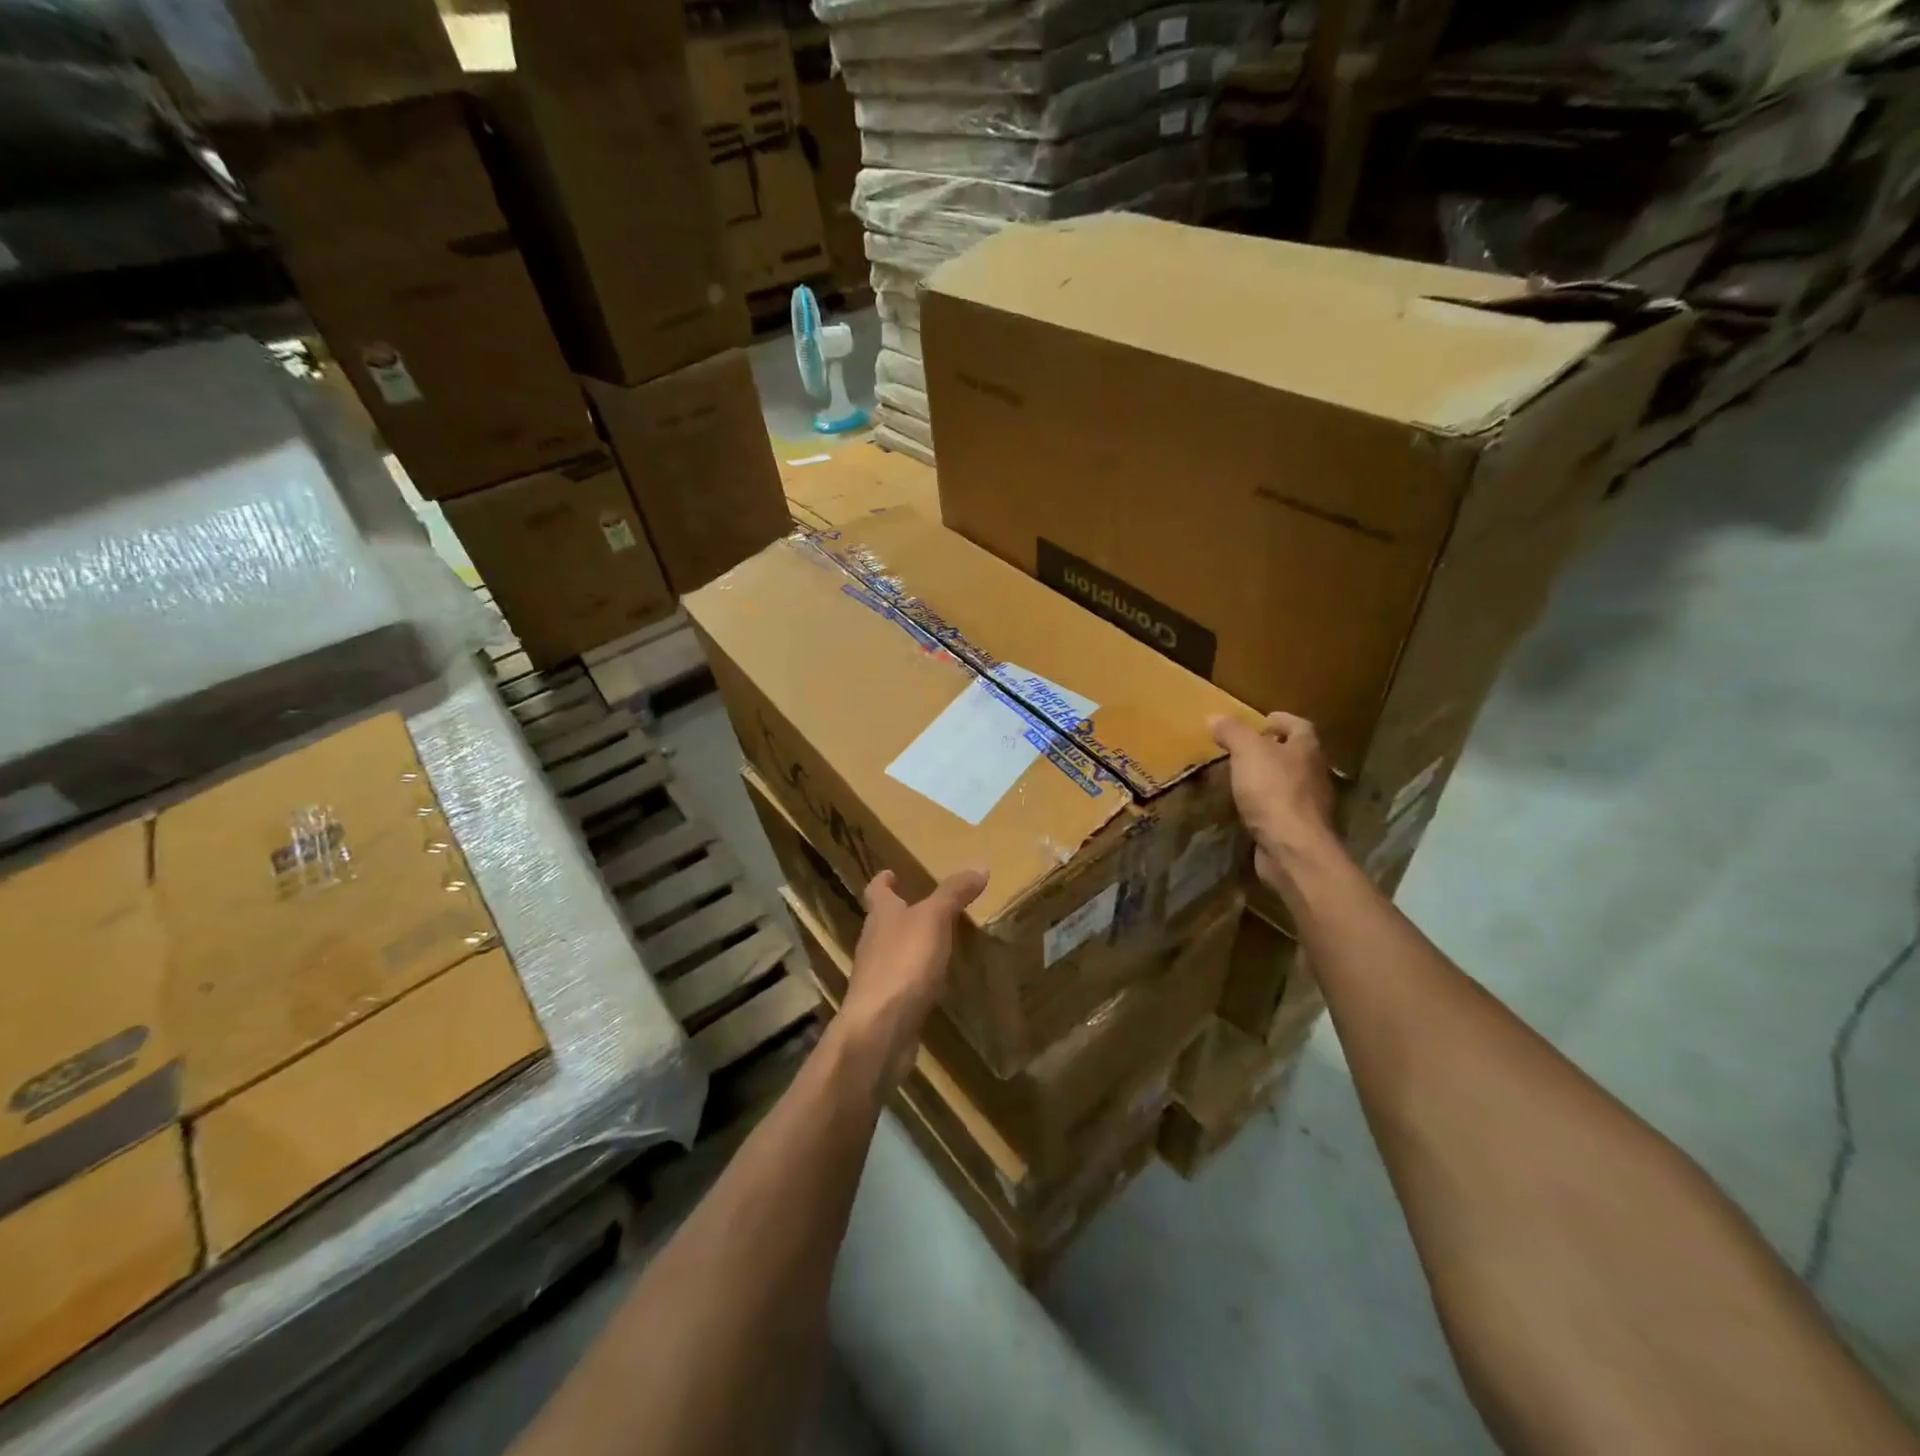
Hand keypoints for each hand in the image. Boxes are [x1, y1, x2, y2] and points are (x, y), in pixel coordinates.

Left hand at [838, 866, 988, 1089]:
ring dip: (909, 946)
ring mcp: (877, 976)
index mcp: (881, 916)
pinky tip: (934, 984)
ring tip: (935, 943)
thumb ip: (953, 894)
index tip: (890, 873)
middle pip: (883, 922)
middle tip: (923, 906)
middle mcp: (873, 942)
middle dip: (899, 913)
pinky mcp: (885, 1006)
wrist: (879, 1028)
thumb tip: (979, 865)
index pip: (876, 891)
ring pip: (892, 953)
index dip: (883, 880)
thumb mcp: (934, 919)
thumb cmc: (903, 963)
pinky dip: (916, 978)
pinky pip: (902, 984)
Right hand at [1209, 712, 1338, 888]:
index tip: (1262, 721)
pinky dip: (1267, 804)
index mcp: (1307, 749)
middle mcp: (1315, 773)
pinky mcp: (1299, 828)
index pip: (1299, 725)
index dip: (1281, 720)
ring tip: (1242, 777)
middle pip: (1297, 754)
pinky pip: (1282, 808)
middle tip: (1246, 749)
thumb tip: (1215, 717)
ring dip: (1270, 778)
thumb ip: (1232, 732)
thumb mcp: (1247, 752)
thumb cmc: (1273, 791)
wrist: (1292, 848)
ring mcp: (1310, 804)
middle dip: (1274, 749)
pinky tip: (1248, 807)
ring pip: (1290, 782)